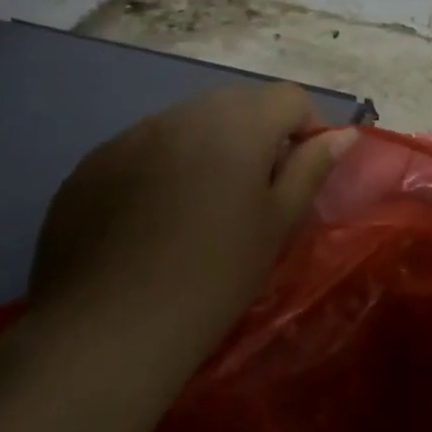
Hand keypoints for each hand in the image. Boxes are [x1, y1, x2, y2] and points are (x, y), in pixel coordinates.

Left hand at [29, 83, 354, 376]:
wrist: (105, 334)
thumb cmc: (214, 277)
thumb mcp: (277, 224)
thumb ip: (311, 168)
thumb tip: (342, 134)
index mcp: (236, 123)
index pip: (289, 97)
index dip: (307, 128)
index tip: (302, 173)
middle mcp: (181, 115)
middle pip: (237, 104)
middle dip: (257, 135)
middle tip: (257, 191)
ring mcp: (128, 136)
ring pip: (188, 124)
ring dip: (208, 148)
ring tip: (203, 206)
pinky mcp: (89, 166)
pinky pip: (143, 149)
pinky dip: (162, 168)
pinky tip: (153, 220)